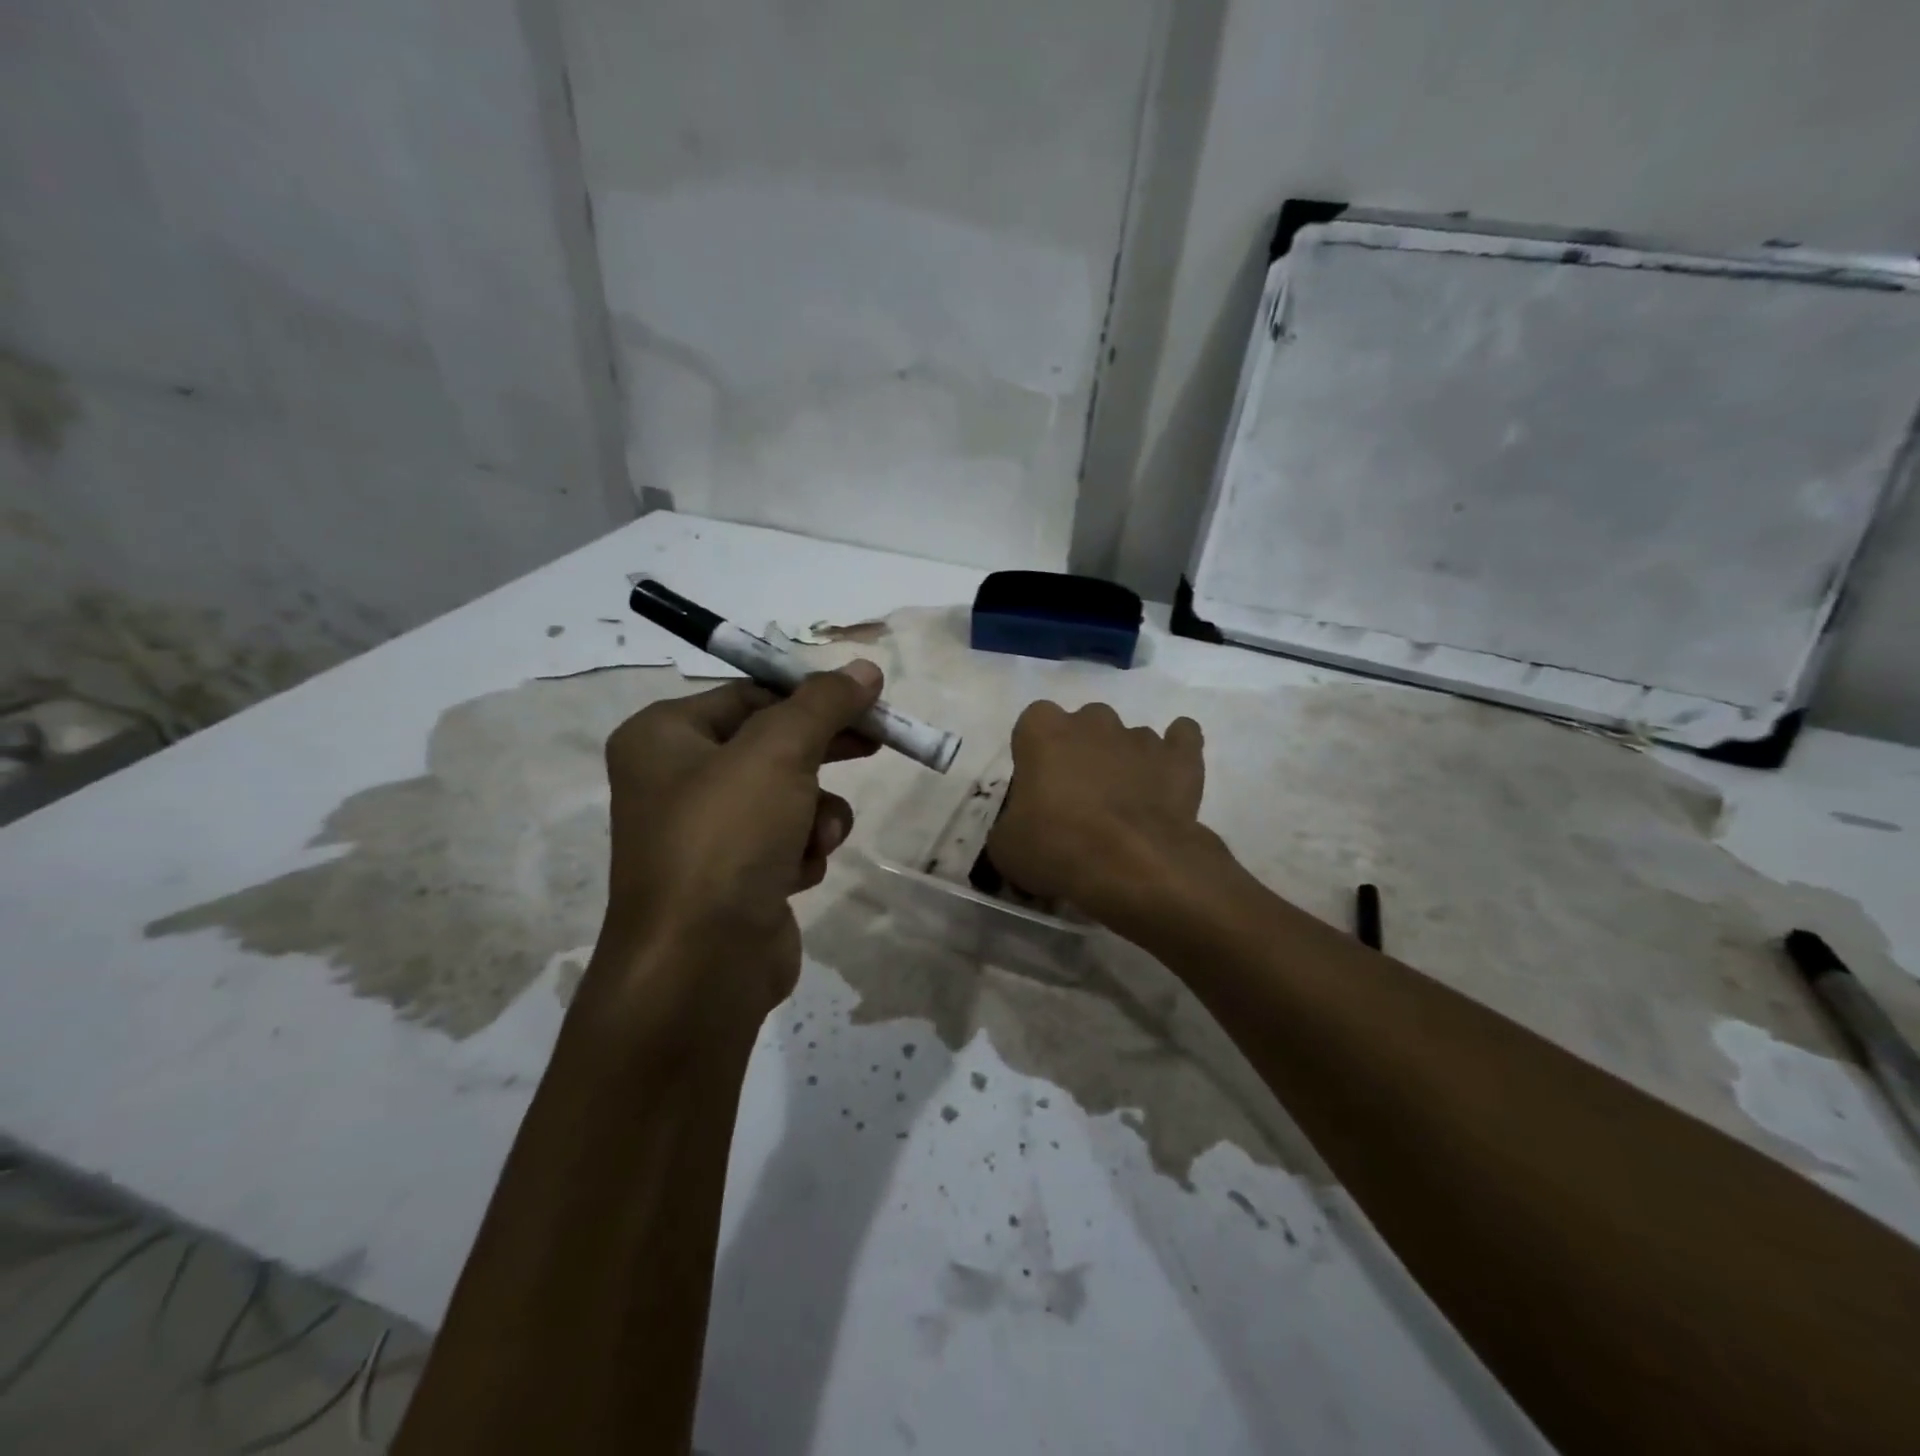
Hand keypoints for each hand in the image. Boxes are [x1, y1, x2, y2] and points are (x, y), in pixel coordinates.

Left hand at [583, 661, 883, 1043]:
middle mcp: (676, 780)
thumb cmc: (727, 837)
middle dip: (824, 752)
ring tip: (815, 839)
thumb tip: (865, 668)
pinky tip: (795, 876)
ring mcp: (704, 834)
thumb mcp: (779, 752)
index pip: (750, 694)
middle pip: (772, 745)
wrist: (701, 965)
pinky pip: (784, 842)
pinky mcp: (733, 878)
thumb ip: (824, 703)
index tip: (866, 699)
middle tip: (877, 742)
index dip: (811, 695)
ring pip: (787, 797)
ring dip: (815, 814)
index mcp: (664, 737)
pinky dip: (801, 853)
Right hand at [987, 701, 1213, 935]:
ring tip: (1124, 805)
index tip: (1037, 788)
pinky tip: (1169, 775)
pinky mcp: (1180, 757)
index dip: (1035, 754)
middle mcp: (1091, 721)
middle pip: (1083, 724)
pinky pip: (1182, 738)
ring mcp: (1139, 736)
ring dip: (1123, 761)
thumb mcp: (1006, 846)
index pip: (1032, 724)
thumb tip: (1021, 827)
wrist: (1132, 865)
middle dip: (1081, 752)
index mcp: (1043, 731)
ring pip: (1128, 737)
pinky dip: (1175, 751)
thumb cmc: (1056, 847)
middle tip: (1079, 797)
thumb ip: (1010, 823)